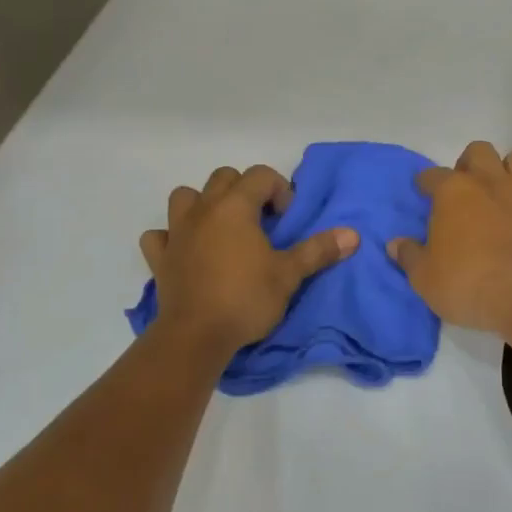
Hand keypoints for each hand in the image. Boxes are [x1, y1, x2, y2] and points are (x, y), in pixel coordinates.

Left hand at [140, 164, 356, 355]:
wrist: (196, 336)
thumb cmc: (246, 298)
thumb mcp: (288, 275)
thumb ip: (318, 251)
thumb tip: (353, 235)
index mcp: (235, 207)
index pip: (259, 175)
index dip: (278, 189)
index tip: (286, 219)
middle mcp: (203, 210)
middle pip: (223, 178)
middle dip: (244, 191)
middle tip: (260, 222)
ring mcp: (177, 232)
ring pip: (184, 197)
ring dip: (202, 205)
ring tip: (221, 229)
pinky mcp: (160, 258)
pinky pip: (158, 236)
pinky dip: (170, 238)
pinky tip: (185, 252)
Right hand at [388, 142, 511, 334]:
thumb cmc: (467, 285)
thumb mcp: (424, 278)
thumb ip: (409, 256)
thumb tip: (395, 244)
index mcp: (453, 191)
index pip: (432, 175)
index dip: (425, 183)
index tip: (423, 192)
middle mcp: (490, 182)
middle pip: (479, 151)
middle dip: (470, 164)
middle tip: (465, 191)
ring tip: (505, 191)